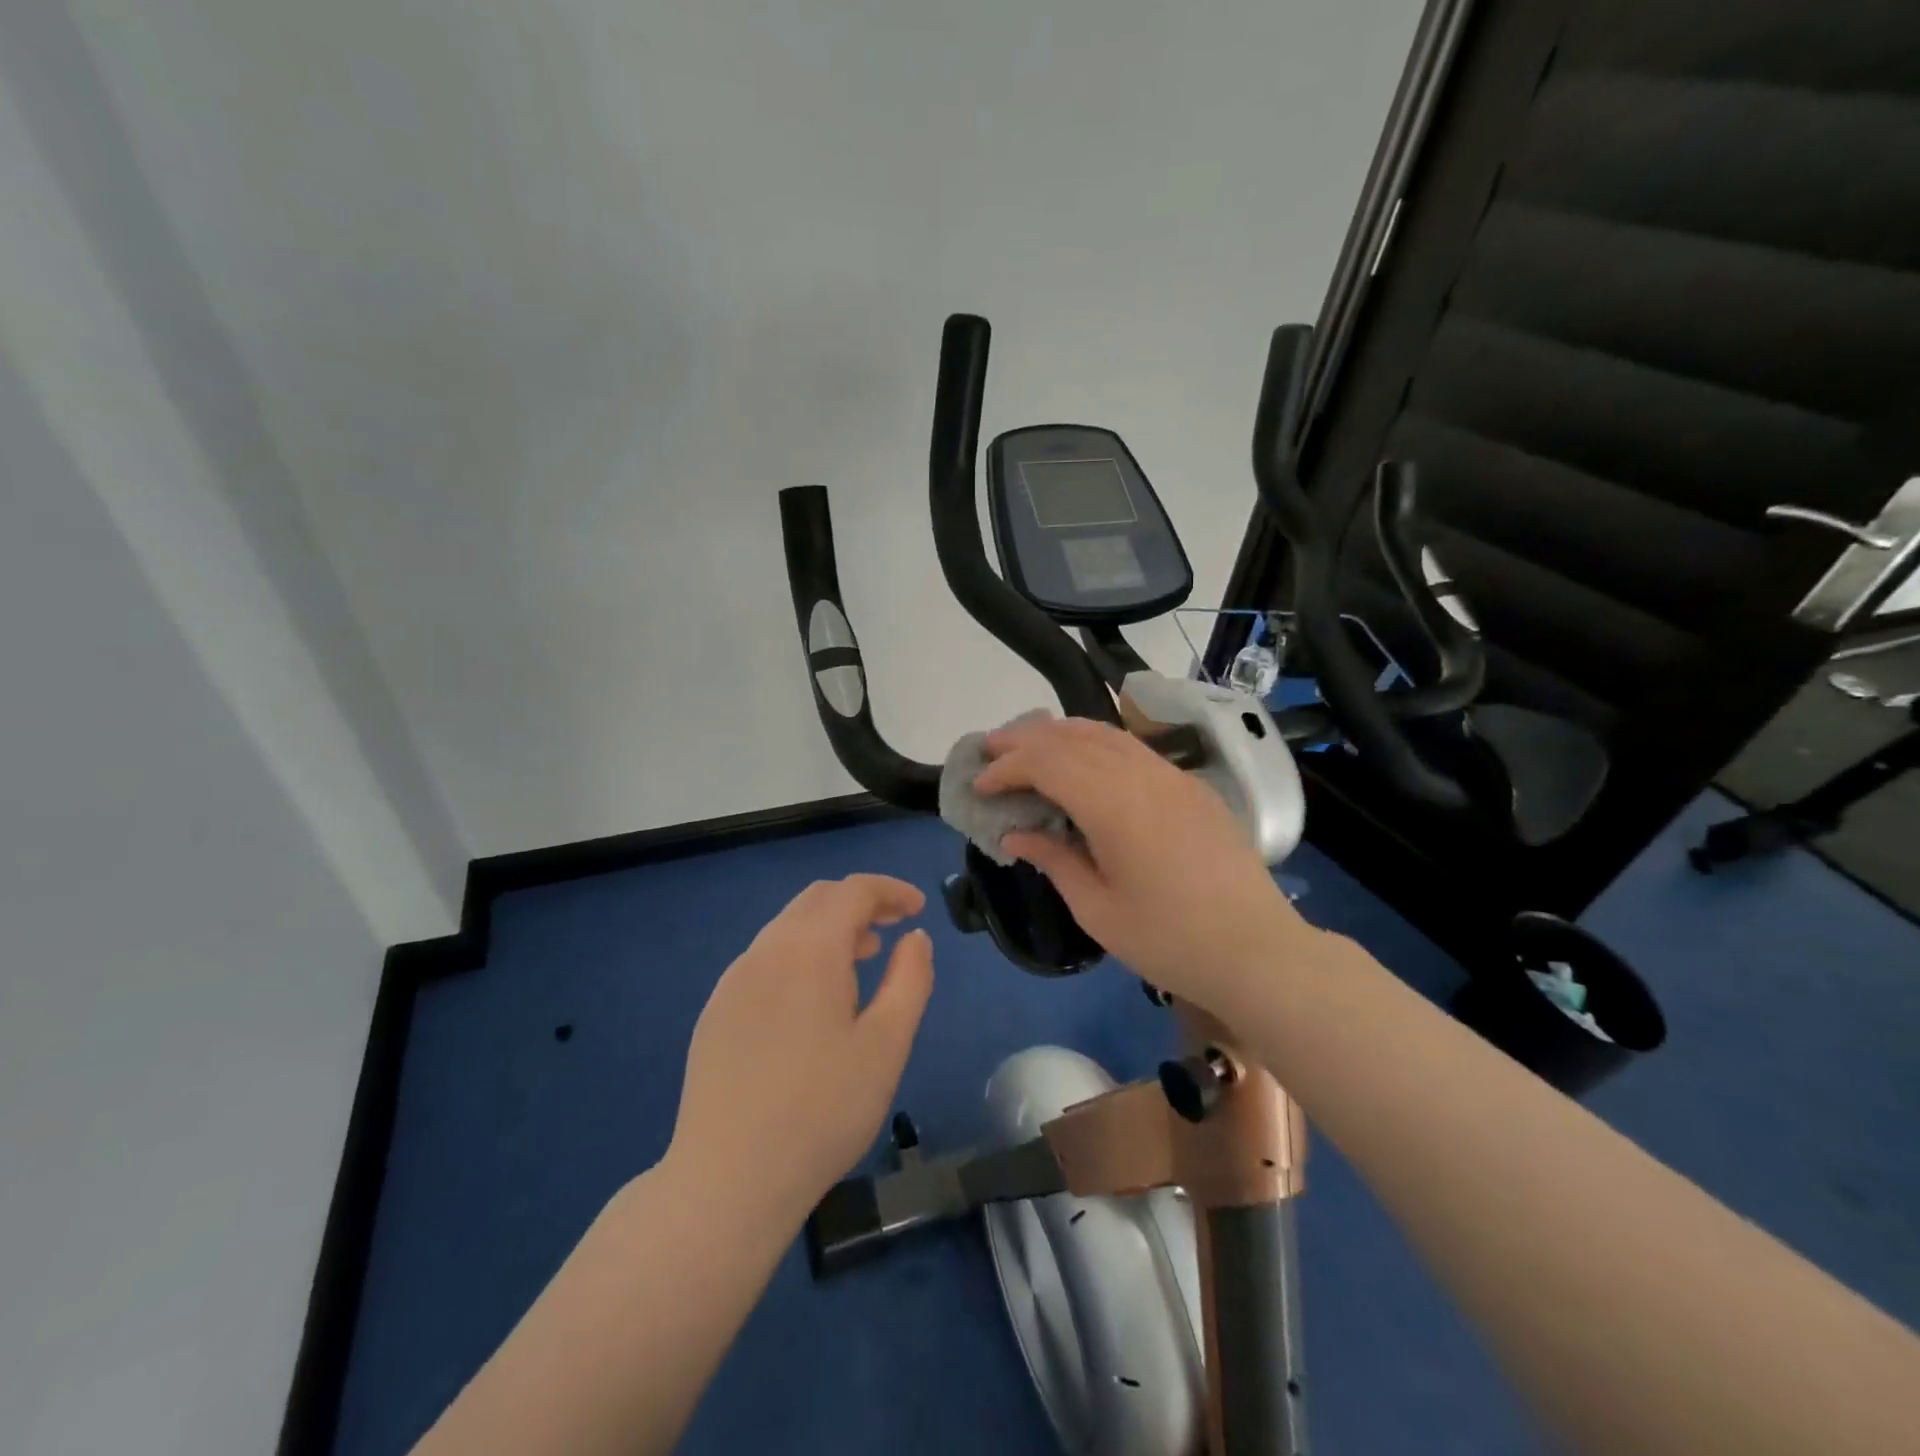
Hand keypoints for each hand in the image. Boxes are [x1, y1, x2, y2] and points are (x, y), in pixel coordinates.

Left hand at [667, 875, 934, 1227]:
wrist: (727, 1180)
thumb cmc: (822, 1111)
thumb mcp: (887, 1045)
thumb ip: (910, 979)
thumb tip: (914, 937)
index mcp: (809, 949)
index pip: (853, 891)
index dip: (890, 890)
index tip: (918, 908)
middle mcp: (765, 950)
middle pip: (817, 899)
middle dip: (859, 902)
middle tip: (893, 927)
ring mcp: (733, 980)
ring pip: (788, 928)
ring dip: (829, 929)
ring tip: (861, 960)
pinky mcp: (715, 1012)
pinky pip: (765, 959)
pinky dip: (799, 955)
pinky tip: (812, 1001)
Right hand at [975, 715, 1314, 1009]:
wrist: (1257, 951)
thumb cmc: (1169, 941)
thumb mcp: (1097, 910)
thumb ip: (1053, 860)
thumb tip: (1014, 835)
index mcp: (1114, 805)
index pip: (1047, 763)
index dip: (1007, 768)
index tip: (979, 785)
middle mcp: (1142, 775)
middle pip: (1073, 737)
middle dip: (1025, 738)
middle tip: (990, 748)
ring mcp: (1172, 776)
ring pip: (1105, 734)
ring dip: (1061, 734)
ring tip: (1028, 744)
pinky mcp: (1190, 786)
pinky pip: (1132, 748)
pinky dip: (1095, 744)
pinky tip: (1082, 761)